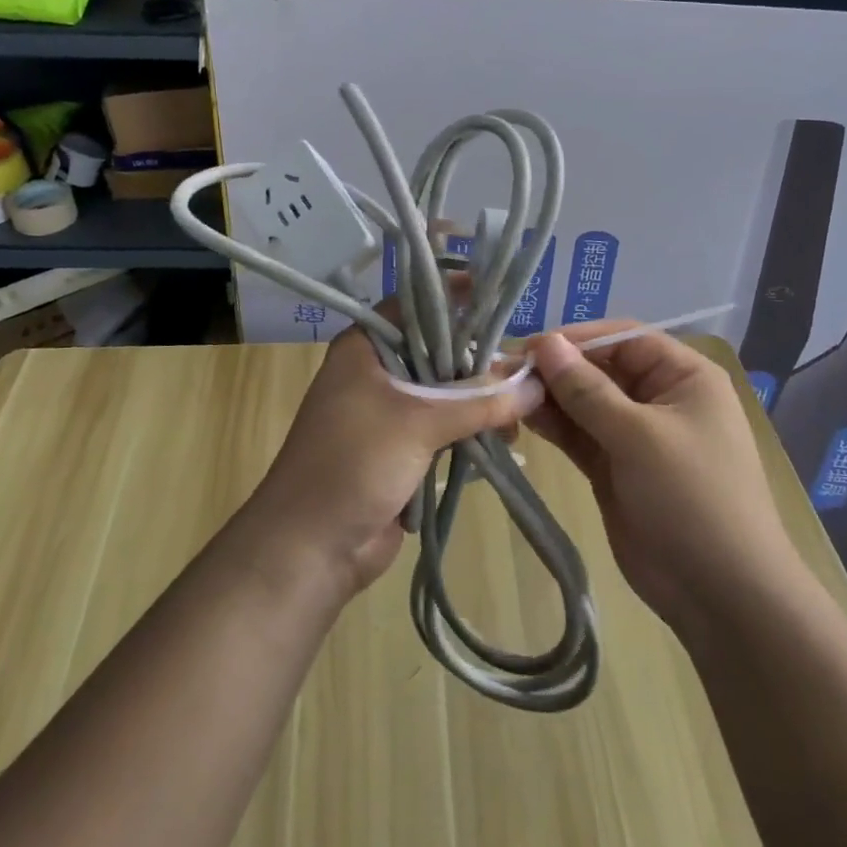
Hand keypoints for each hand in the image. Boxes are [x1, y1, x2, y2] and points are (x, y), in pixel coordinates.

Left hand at [242, 323, 544, 599]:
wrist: (309, 549)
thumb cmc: (353, 464)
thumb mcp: (419, 422)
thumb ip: (479, 401)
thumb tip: (537, 383)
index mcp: (367, 347)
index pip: (418, 306)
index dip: (458, 297)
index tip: (502, 297)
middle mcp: (378, 371)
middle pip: (439, 351)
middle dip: (481, 360)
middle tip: (528, 366)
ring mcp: (391, 412)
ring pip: (447, 393)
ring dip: (482, 401)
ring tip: (525, 409)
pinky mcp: (404, 449)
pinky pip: (446, 428)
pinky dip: (473, 430)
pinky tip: (507, 437)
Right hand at [525, 326, 800, 633]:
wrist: (722, 596)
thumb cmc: (692, 498)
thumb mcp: (639, 436)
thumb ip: (586, 389)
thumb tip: (544, 342)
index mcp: (684, 376)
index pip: (623, 338)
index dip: (576, 339)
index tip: (529, 347)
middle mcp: (660, 397)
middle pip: (600, 368)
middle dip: (556, 369)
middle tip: (504, 372)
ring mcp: (636, 436)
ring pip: (585, 403)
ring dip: (549, 397)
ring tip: (505, 395)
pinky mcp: (615, 468)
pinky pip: (580, 435)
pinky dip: (554, 426)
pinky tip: (522, 418)